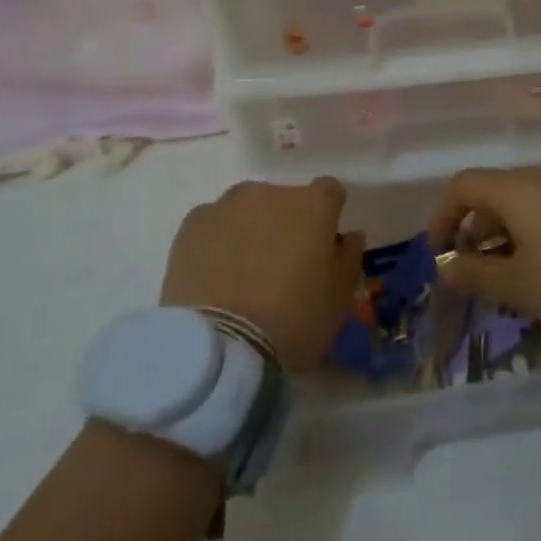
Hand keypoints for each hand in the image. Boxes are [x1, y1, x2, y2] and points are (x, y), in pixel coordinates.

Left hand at [161, 178, 364, 372]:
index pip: (330, 192)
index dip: (328, 216)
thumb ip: (348, 256)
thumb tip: (348, 234)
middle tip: (280, 265)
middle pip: (285, 199)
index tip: (322, 245)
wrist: (221, 349)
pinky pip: (212, 224)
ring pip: (246, 209)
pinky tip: (214, 275)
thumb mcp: (339, 298)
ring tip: (242, 272)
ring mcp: (228, 204)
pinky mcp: (192, 224)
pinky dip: (216, 241)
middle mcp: (271, 192)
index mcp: (314, 204)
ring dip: (250, 228)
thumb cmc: (294, 321)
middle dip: (285, 223)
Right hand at [425, 167, 540, 336]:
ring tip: (505, 279)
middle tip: (470, 273)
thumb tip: (445, 267)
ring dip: (502, 236)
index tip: (438, 255)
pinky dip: (530, 234)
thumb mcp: (521, 286)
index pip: (462, 185)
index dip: (441, 216)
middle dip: (472, 231)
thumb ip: (476, 275)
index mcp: (516, 189)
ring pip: (521, 203)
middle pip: (492, 193)